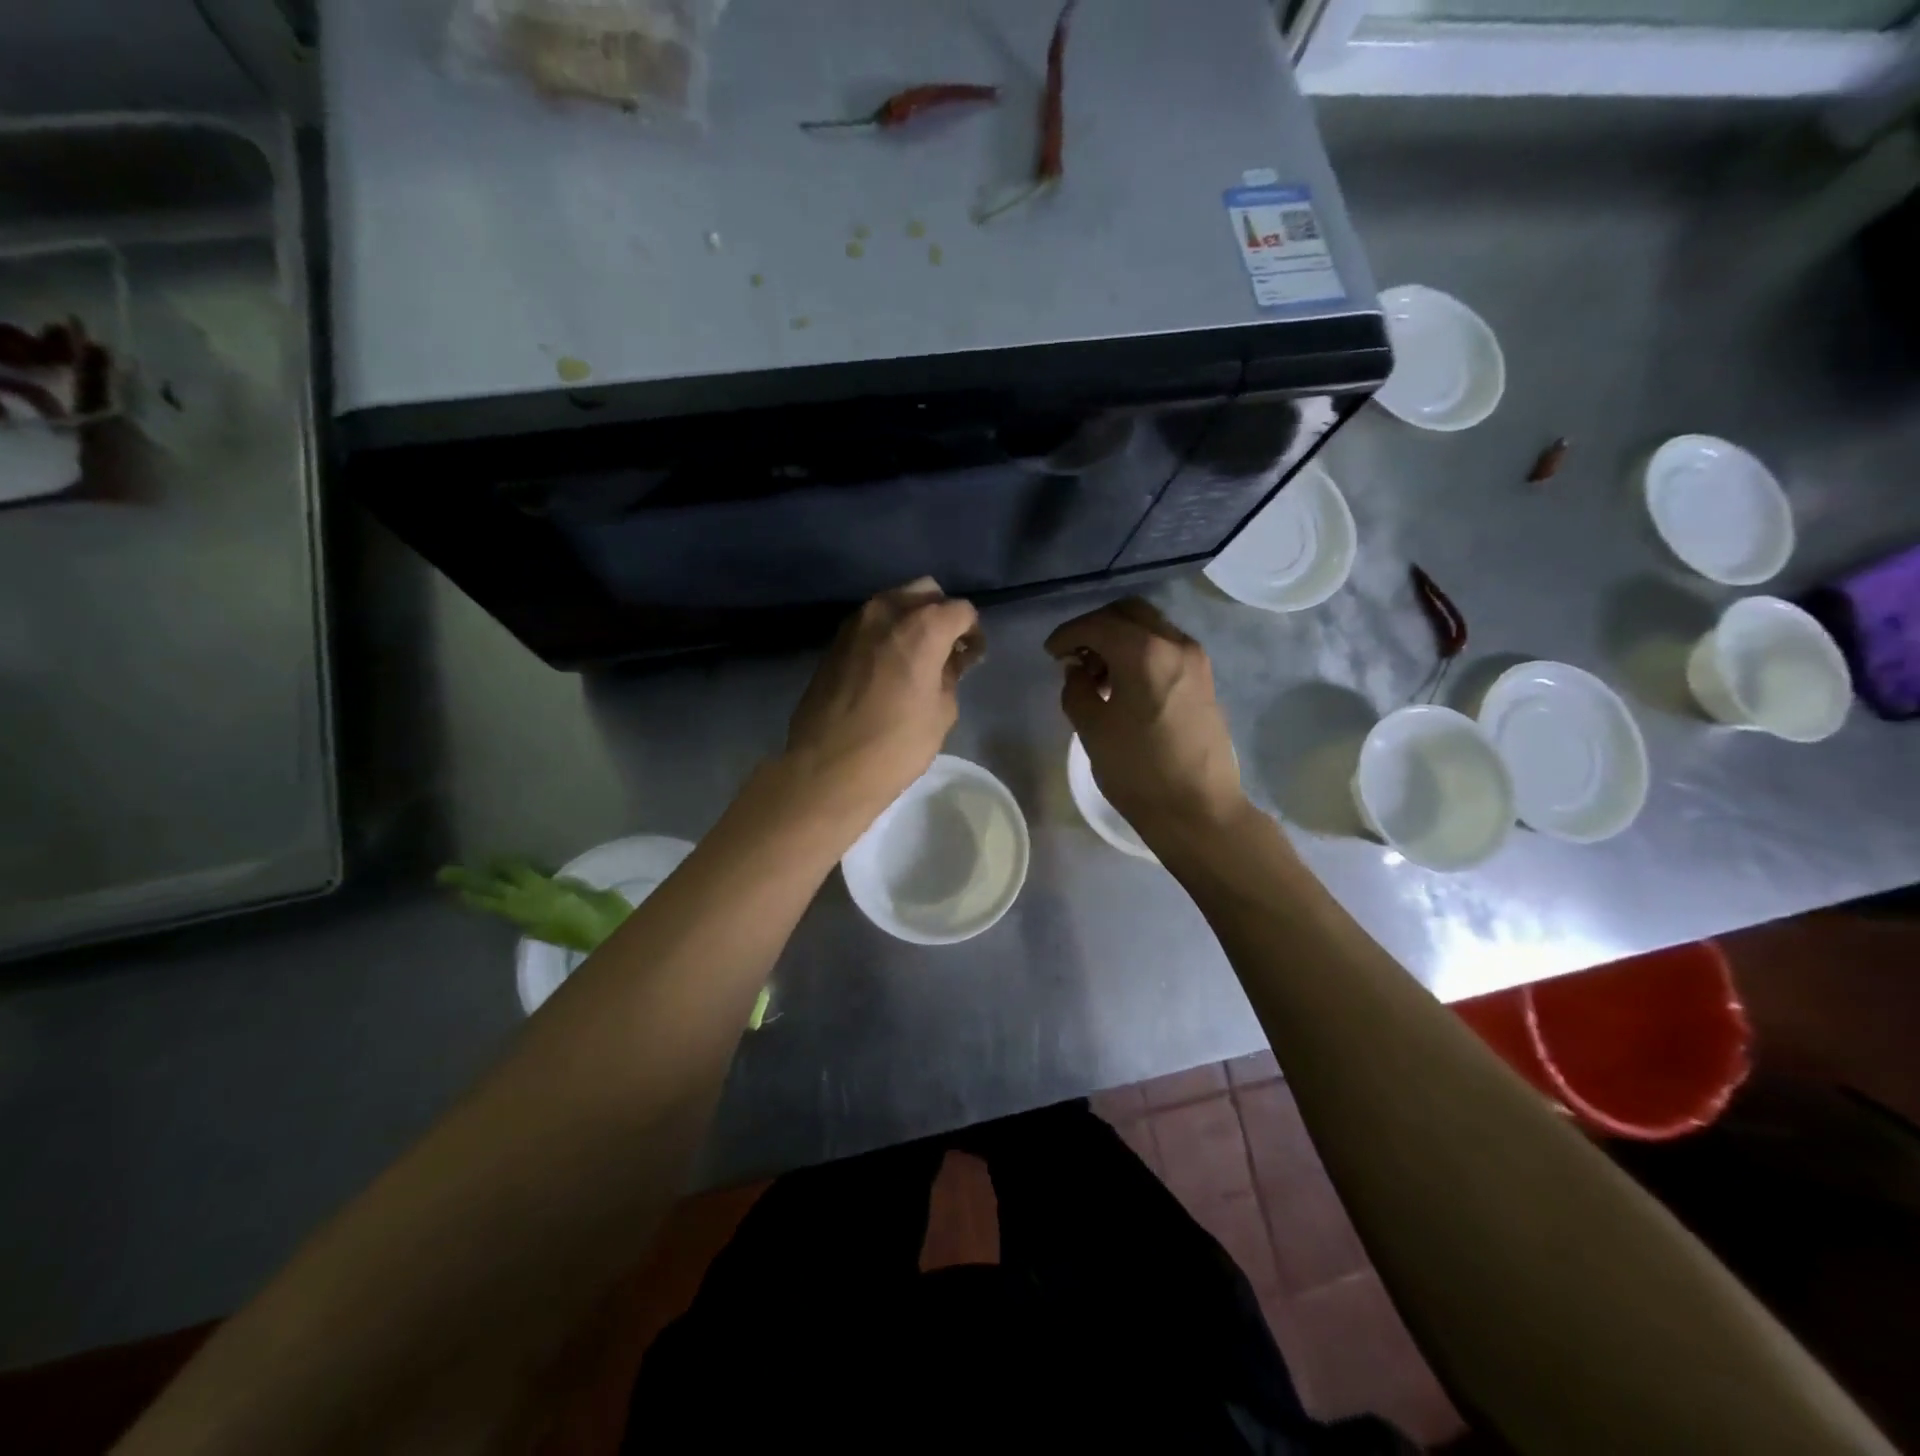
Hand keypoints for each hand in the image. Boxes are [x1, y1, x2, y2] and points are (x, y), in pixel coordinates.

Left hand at [784, 578, 983, 821]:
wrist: (827, 768)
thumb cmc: (894, 746)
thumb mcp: (941, 714)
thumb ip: (951, 675)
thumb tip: (951, 659)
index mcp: (922, 627)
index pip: (961, 610)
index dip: (973, 632)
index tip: (972, 659)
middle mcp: (886, 612)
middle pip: (925, 592)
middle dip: (941, 615)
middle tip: (947, 651)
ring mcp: (855, 624)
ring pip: (893, 602)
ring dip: (911, 620)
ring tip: (917, 658)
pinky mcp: (834, 642)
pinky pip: (870, 623)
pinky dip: (886, 633)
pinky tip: (889, 666)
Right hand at [1045, 598, 1245, 837]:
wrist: (1198, 809)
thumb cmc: (1138, 771)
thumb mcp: (1092, 729)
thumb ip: (1076, 689)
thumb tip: (1077, 669)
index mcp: (1144, 652)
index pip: (1098, 624)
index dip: (1068, 634)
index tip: (1051, 653)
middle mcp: (1175, 644)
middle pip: (1129, 612)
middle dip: (1096, 627)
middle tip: (1074, 655)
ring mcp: (1195, 660)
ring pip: (1150, 627)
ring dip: (1120, 638)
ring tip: (1097, 675)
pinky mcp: (1204, 679)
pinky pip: (1166, 647)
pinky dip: (1141, 652)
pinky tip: (1124, 684)